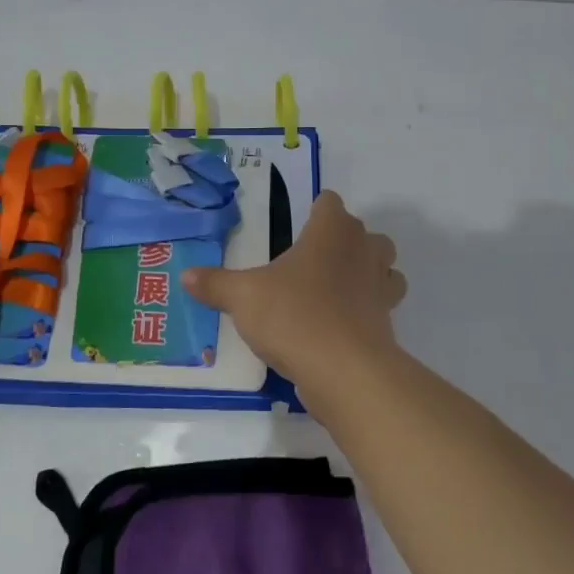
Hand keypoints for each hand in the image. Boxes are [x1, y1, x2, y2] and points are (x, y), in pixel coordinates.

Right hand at [182, 191, 405, 386]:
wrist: (344, 370)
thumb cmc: (293, 316)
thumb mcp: (243, 298)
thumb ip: (216, 284)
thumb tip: (186, 276)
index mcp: (331, 231)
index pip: (329, 202)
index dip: (316, 209)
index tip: (299, 223)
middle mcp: (362, 251)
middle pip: (363, 233)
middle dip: (344, 241)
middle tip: (312, 259)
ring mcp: (380, 287)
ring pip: (384, 267)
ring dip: (366, 272)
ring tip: (335, 289)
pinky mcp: (387, 323)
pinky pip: (381, 306)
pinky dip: (366, 310)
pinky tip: (339, 325)